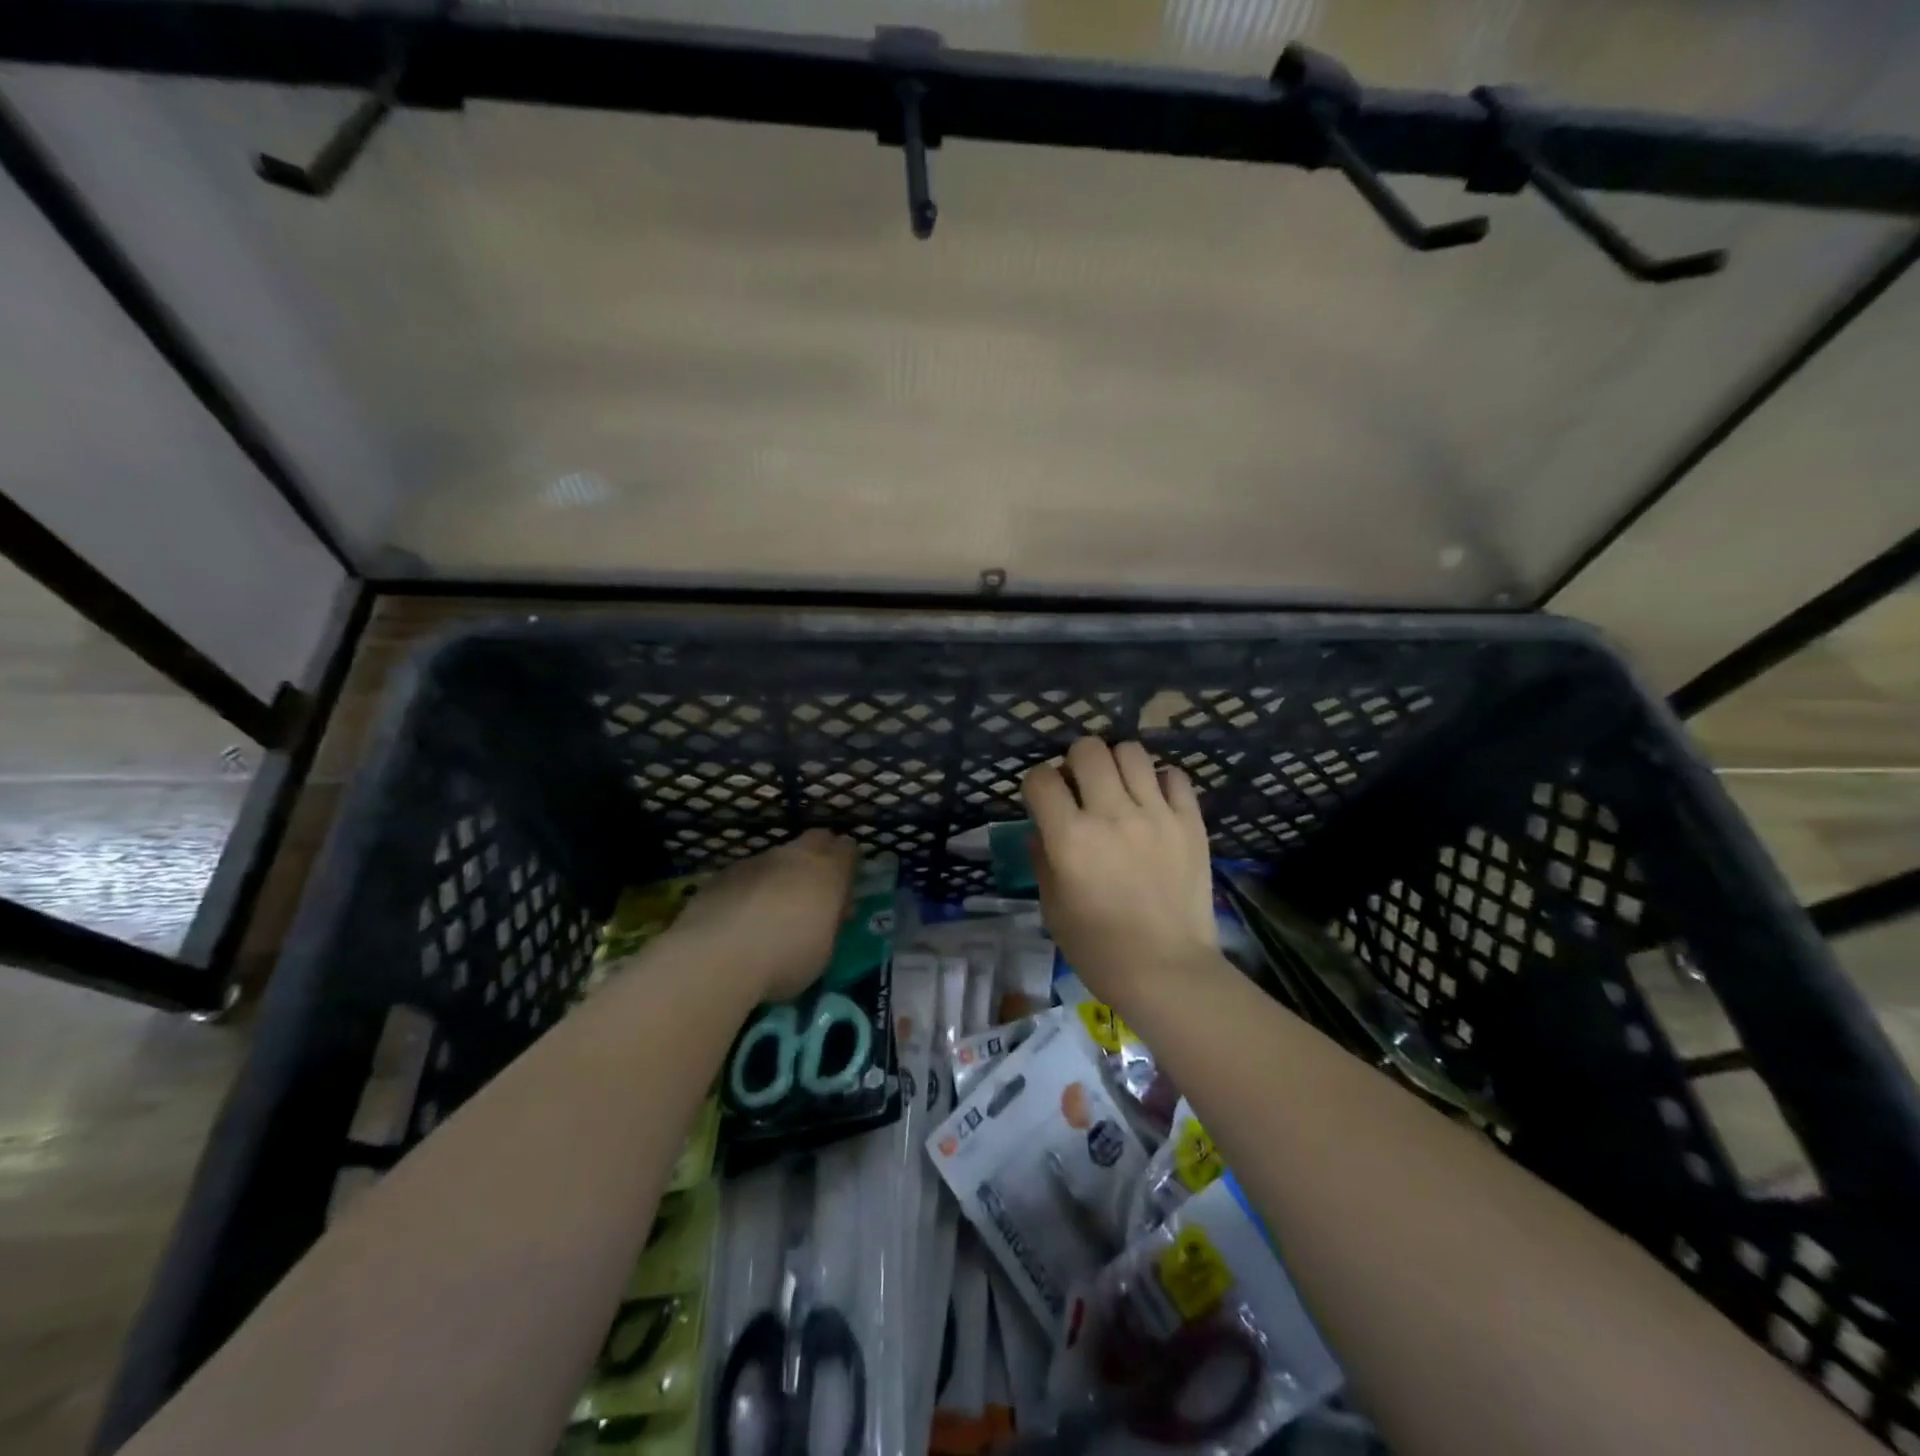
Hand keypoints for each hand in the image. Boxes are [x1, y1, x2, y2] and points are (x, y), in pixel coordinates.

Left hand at [664, 829, 857, 1000]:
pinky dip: (750, 887)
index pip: (848, 849)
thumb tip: (829, 912)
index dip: (848, 863)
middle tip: (814, 887)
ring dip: (781, 873)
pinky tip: (741, 915)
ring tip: (773, 907)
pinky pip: (746, 874)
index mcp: (827, 872)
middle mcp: (794, 856)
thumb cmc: (785, 958)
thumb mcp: (824, 950)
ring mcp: (756, 861)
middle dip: (819, 855)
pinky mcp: (722, 874)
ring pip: (778, 856)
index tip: (844, 886)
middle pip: (815, 839)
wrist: (717, 957)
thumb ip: (829, 923)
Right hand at [1022, 738, 1216, 1006]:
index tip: (1042, 801)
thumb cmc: (1099, 948)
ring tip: (1118, 789)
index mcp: (1070, 838)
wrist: (1167, 971)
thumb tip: (1041, 828)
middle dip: (1075, 762)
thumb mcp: (1052, 907)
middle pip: (1087, 750)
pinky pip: (1174, 776)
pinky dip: (1159, 781)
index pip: (1041, 778)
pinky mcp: (1190, 822)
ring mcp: (1156, 814)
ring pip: (1131, 751)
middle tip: (1080, 788)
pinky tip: (1153, 802)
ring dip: (1116, 764)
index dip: (1036, 784)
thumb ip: (1042, 859)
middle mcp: (1112, 814)